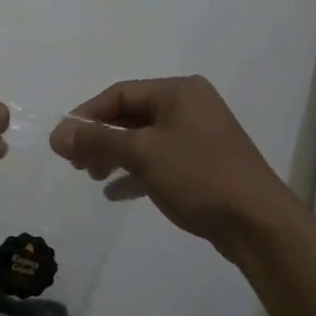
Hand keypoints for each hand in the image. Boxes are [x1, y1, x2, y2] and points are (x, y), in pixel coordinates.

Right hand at [49, 77, 304, 255]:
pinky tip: (115, 193)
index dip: (87, 115)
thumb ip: (98, 140)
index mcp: (179, 91)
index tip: (62, 141)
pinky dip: (136, 172)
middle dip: (100, 137)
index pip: (120, 94)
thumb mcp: (143, 154)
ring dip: (115, 155)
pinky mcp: (203, 164)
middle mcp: (190, 106)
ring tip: (91, 177)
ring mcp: (199, 136)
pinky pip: (160, 160)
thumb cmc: (198, 176)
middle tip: (74, 163)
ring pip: (144, 139)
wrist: (258, 224)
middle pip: (131, 116)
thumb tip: (57, 133)